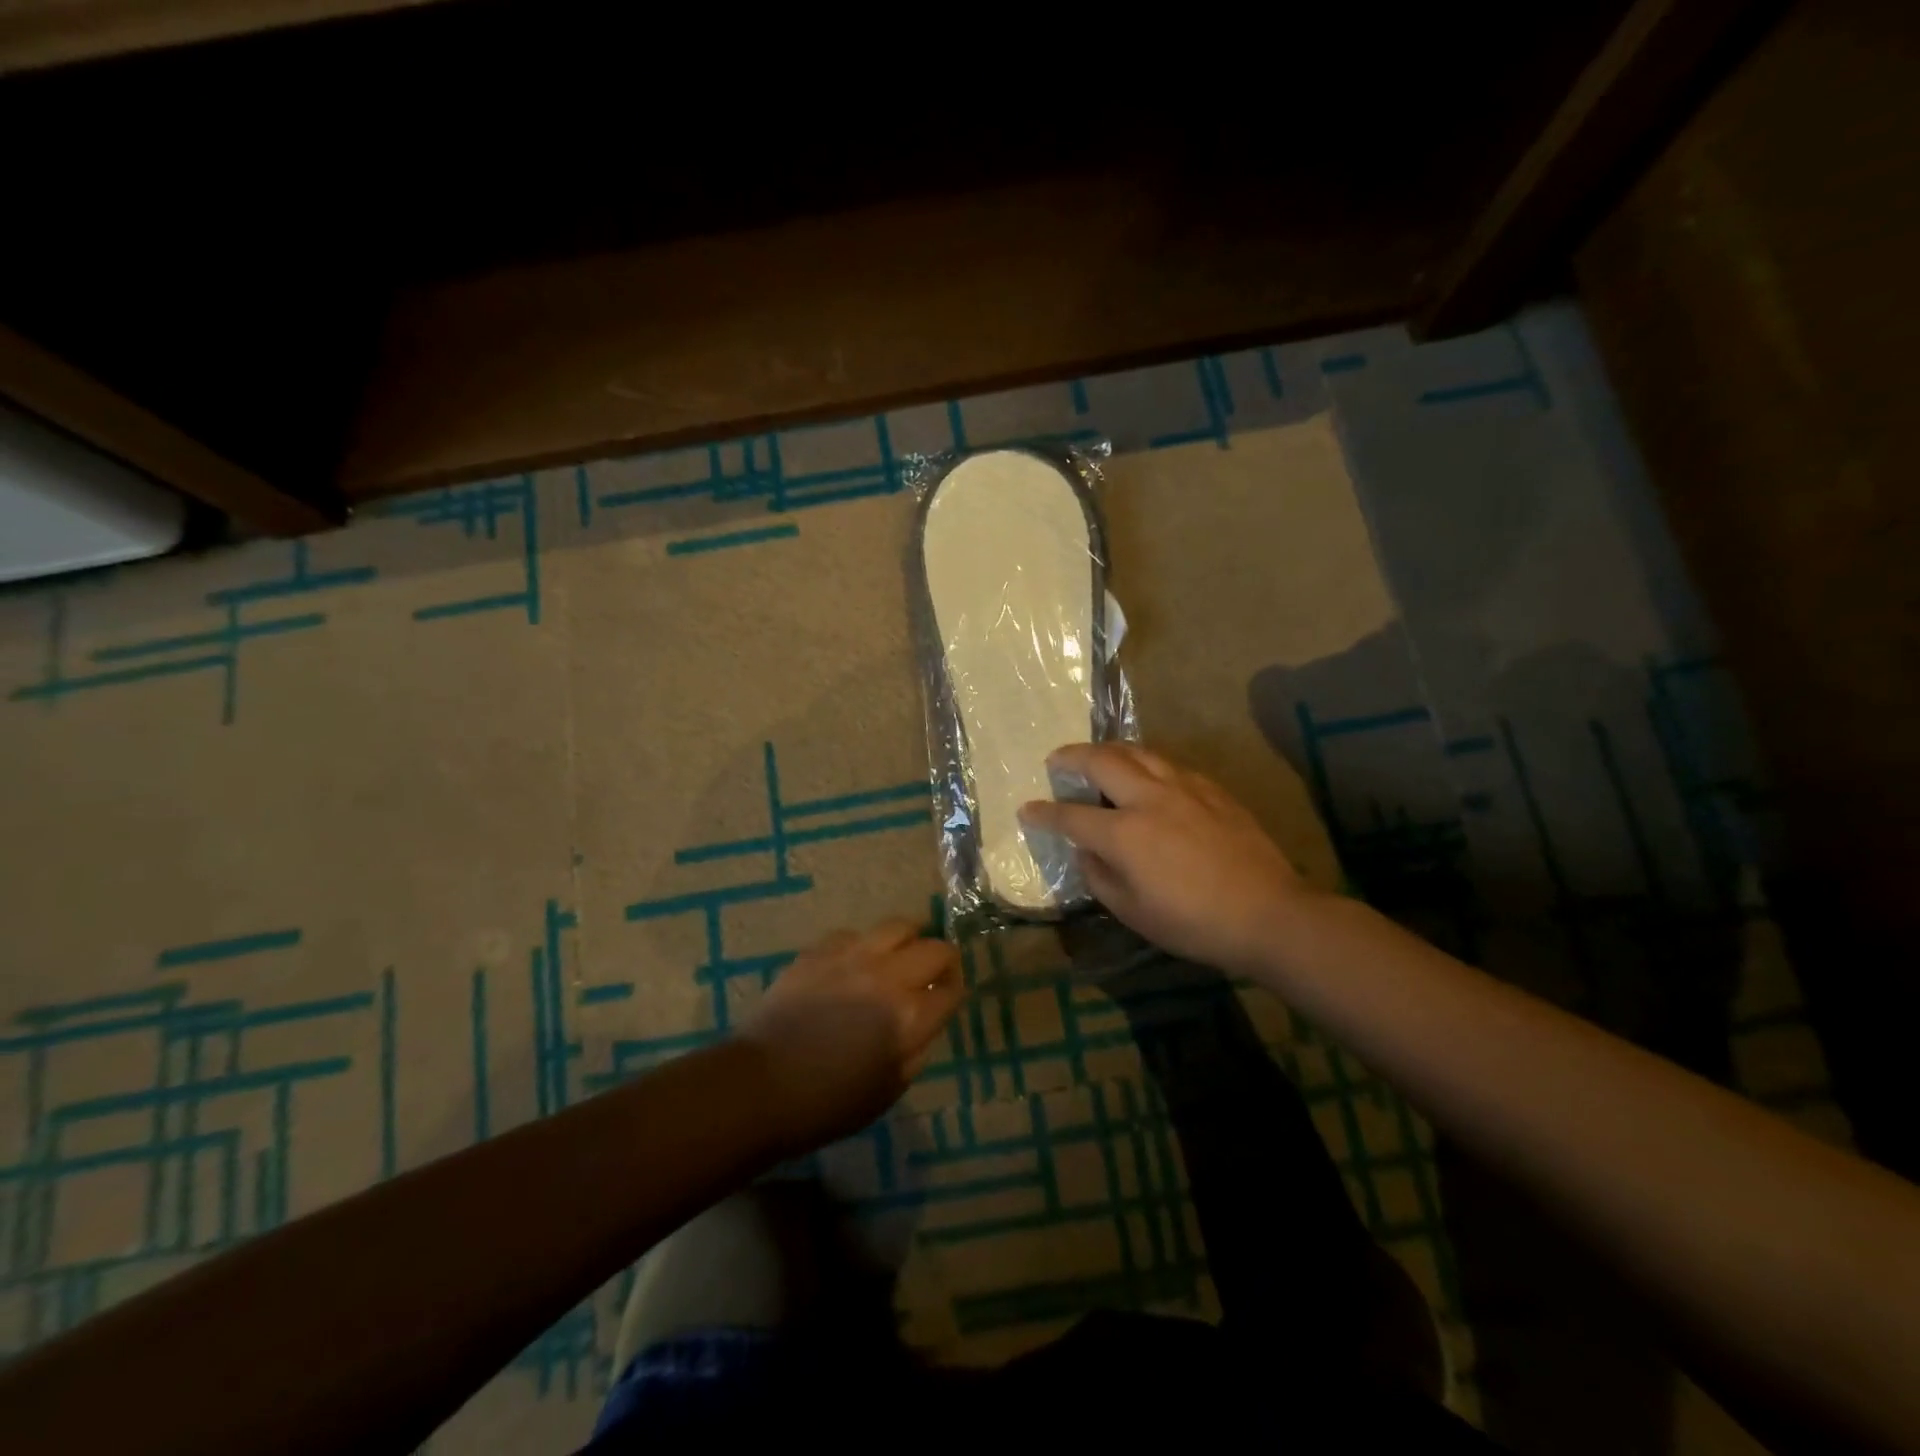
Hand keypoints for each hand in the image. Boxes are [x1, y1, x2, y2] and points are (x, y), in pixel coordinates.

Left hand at [738, 920, 963, 1155]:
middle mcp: (888, 976)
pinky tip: (855, 963)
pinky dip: (864, 945)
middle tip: (935, 973)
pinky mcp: (820, 950)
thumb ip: (915, 1051)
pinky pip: (854, 934)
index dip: (955, 992)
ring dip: (909, 940)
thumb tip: (924, 1023)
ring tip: (902, 953)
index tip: (948, 998)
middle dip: (943, 961)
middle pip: (936, 948)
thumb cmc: (827, 1103)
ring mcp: (852, 956)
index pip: (952, 989)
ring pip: (898, 926)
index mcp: (909, 1017)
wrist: (760, 1086)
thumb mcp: (888, 1091)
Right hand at [1019, 743, 1318, 973]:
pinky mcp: (1212, 789)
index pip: (1071, 815)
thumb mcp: (1133, 912)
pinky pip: (1169, 764)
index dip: (1044, 813)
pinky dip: (1146, 762)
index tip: (1027, 809)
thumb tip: (1086, 852)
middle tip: (1057, 759)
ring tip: (1098, 756)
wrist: (1268, 913)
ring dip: (1110, 750)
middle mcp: (1149, 798)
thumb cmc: (1193, 923)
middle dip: (1071, 757)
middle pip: (1102, 761)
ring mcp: (1184, 788)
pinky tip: (1148, 775)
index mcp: (1124, 833)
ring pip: (1139, 751)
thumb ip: (1100, 877)